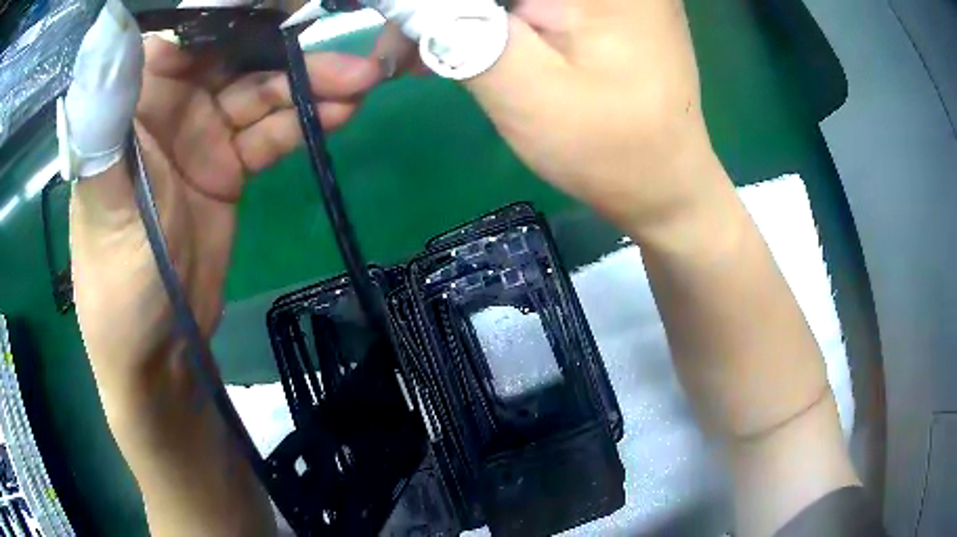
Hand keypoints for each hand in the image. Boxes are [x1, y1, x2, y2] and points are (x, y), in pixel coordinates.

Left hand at [68, 10, 380, 406]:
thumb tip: (108, 31)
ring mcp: (202, 135)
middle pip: (237, 55)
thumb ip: (107, 117)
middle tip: (349, 51)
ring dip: (311, 85)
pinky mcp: (228, 167)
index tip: (288, 5)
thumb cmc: (118, 281)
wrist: (159, 352)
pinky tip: (340, 114)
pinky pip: (273, 131)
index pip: (189, 33)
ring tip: (361, 83)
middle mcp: (170, 106)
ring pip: (264, 91)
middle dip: (290, 48)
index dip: (236, 14)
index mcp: (135, 101)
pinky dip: (307, 120)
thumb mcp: (105, 200)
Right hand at [374, 0, 721, 234]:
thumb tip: (405, 4)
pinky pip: (527, 2)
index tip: (398, 22)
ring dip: (459, 15)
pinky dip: (487, 17)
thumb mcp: (527, 92)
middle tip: (400, 49)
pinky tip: (457, 44)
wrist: (665, 187)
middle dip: (443, 11)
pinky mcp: (602, 5)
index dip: (434, 5)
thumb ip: (459, 31)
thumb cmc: (610, 151)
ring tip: (416, 54)